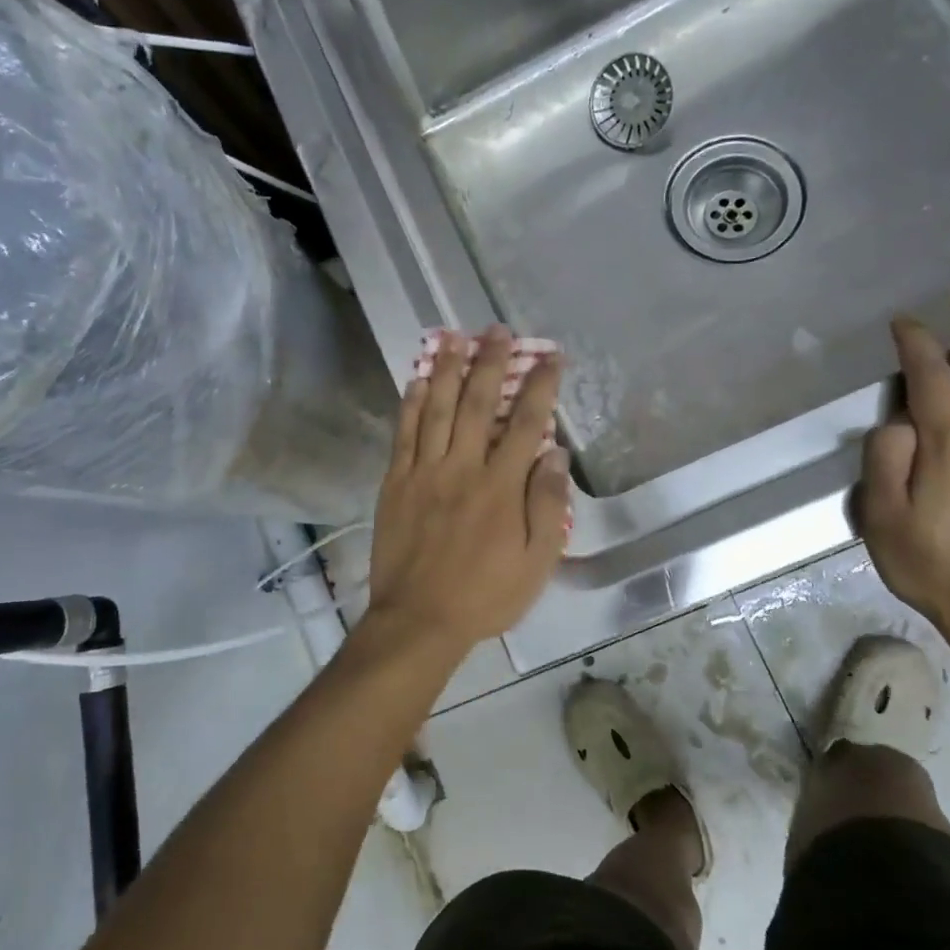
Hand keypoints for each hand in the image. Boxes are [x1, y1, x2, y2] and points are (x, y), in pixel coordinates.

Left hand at [364, 326, 571, 654]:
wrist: (419, 619)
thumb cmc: (486, 595)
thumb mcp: (536, 562)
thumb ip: (547, 505)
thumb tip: (554, 453)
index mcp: (501, 486)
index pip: (525, 423)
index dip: (539, 386)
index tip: (550, 357)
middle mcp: (462, 468)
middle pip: (476, 403)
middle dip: (490, 363)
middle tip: (497, 331)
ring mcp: (424, 472)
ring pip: (435, 409)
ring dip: (445, 370)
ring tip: (453, 337)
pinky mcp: (396, 483)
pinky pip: (403, 435)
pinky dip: (409, 405)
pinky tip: (414, 380)